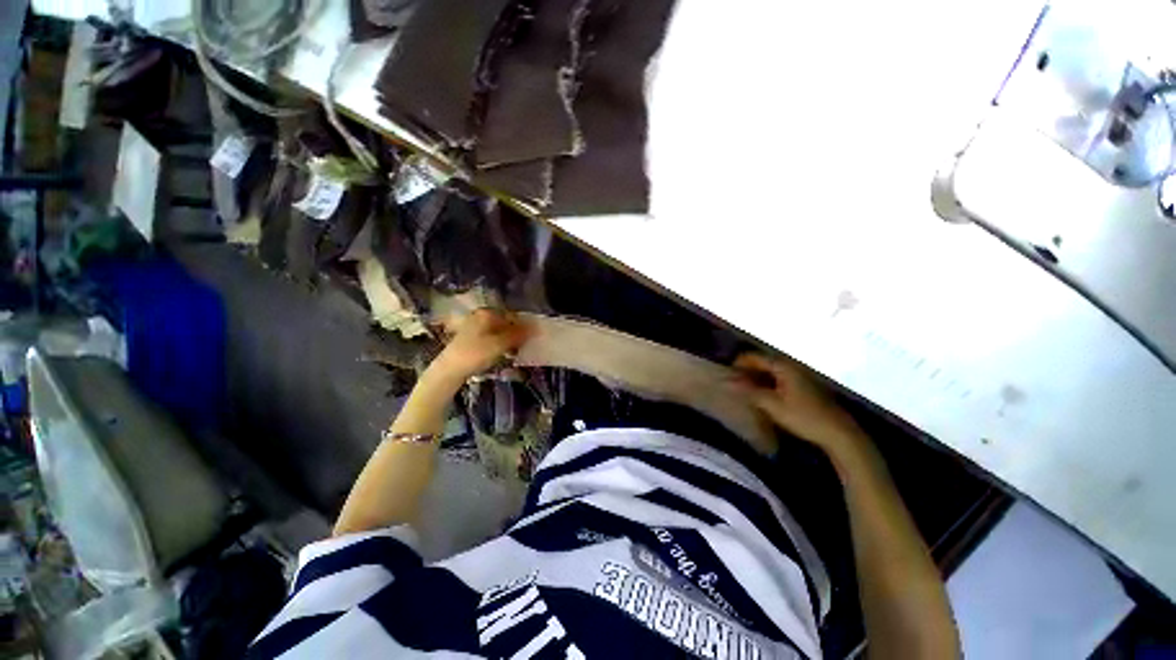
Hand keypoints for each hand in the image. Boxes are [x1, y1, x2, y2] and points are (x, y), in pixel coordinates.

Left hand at [430, 309, 530, 382]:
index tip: (532, 338)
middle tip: (524, 346)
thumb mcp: (500, 344)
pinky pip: (491, 338)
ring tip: (515, 352)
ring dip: (508, 341)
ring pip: (498, 331)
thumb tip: (535, 327)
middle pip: (505, 323)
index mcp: (487, 313)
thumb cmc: (475, 354)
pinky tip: (503, 354)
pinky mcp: (471, 338)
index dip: (524, 327)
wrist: (449, 370)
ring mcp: (474, 326)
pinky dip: (499, 345)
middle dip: (516, 334)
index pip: (512, 316)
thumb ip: (518, 335)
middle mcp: (480, 316)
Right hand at [733, 353, 866, 457]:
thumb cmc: (803, 417)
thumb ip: (749, 391)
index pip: (754, 357)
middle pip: (763, 362)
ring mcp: (800, 375)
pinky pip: (780, 378)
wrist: (837, 433)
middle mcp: (792, 365)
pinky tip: (763, 395)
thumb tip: (728, 382)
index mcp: (783, 366)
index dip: (738, 364)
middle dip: (747, 370)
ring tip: (745, 390)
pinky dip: (768, 383)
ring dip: (757, 377)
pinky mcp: (805, 385)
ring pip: (771, 370)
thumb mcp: (771, 405)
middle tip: (734, 383)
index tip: (726, 374)